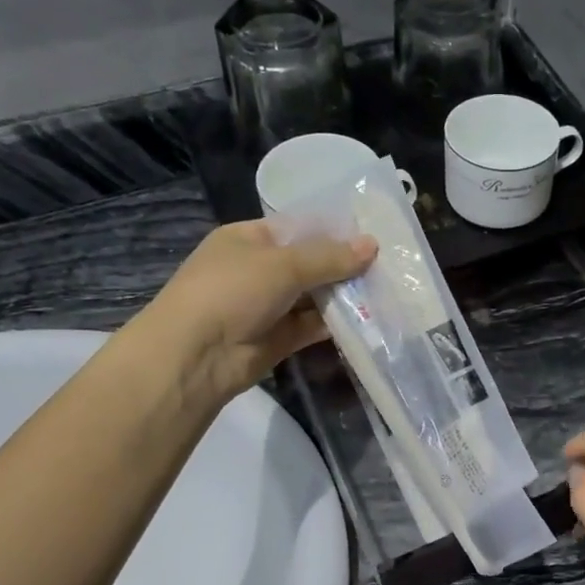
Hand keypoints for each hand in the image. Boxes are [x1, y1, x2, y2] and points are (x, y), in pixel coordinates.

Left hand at [138, 221, 374, 402]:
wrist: (196, 356)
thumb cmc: (232, 292)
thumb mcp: (283, 264)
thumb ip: (329, 257)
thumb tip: (372, 245)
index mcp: (249, 239)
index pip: (298, 228)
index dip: (333, 230)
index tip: (372, 235)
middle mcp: (259, 269)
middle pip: (310, 262)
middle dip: (344, 264)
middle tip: (388, 264)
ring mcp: (268, 305)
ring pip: (314, 295)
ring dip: (344, 295)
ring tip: (386, 289)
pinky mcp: (279, 338)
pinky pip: (314, 325)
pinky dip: (337, 322)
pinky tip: (369, 318)